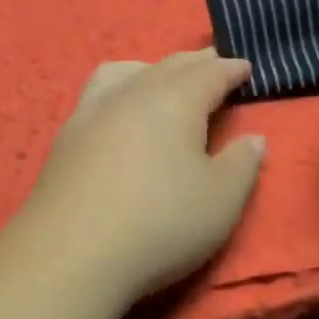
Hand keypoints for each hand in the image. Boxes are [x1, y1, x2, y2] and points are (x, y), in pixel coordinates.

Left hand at [25, 49, 265, 299]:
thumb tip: (254, 138)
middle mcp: (132, 94)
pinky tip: (115, 111)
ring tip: (160, 78)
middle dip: (195, 63)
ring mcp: (92, 113)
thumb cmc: (160, 223)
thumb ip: (242, 164)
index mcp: (175, 101)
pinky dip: (117, 88)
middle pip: (167, 66)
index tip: (246, 68)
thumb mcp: (221, 200)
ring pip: (125, 72)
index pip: (209, 73)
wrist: (71, 255)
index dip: (231, 69)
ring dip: (150, 68)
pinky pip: (96, 93)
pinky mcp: (65, 138)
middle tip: (212, 64)